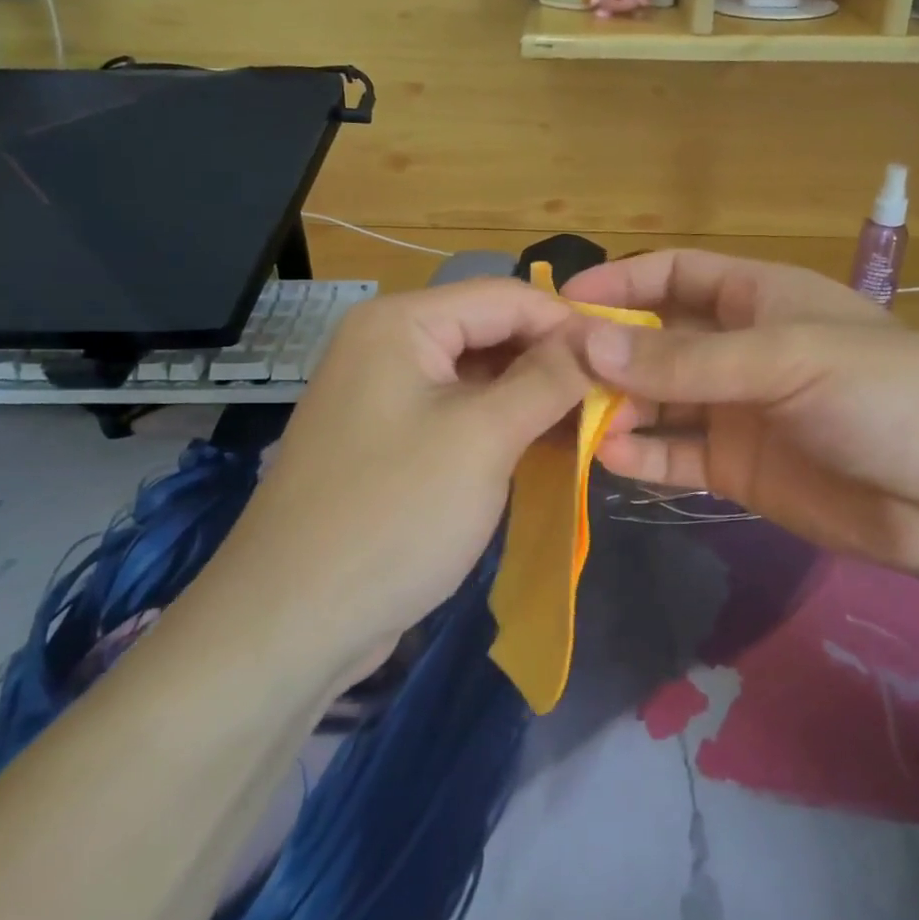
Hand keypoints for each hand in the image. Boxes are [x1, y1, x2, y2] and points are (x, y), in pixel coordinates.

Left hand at [226, 278, 590, 669]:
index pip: (507, 296)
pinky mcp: (391, 440)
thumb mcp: (485, 437)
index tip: (627, 361)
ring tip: (594, 426)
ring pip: (481, 376)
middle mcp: (389, 345)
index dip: (570, 323)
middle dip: (554, 362)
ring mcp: (387, 395)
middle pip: (492, 332)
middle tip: (616, 400)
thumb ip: (549, 378)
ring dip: (535, 397)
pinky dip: (505, 425)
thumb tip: (599, 341)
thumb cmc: (394, 515)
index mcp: (402, 323)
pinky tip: (547, 448)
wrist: (291, 623)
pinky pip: (460, 413)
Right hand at [562, 250, 918, 587]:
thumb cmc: (886, 394)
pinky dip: (642, 456)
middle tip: (549, 372)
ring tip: (570, 419)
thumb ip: (687, 359)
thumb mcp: (786, 360)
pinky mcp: (740, 470)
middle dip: (607, 351)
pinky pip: (677, 456)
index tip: (561, 303)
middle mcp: (740, 350)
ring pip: (659, 400)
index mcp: (758, 298)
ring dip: (616, 406)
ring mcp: (738, 412)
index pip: (674, 275)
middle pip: (656, 340)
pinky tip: (608, 458)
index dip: (619, 283)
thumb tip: (588, 342)